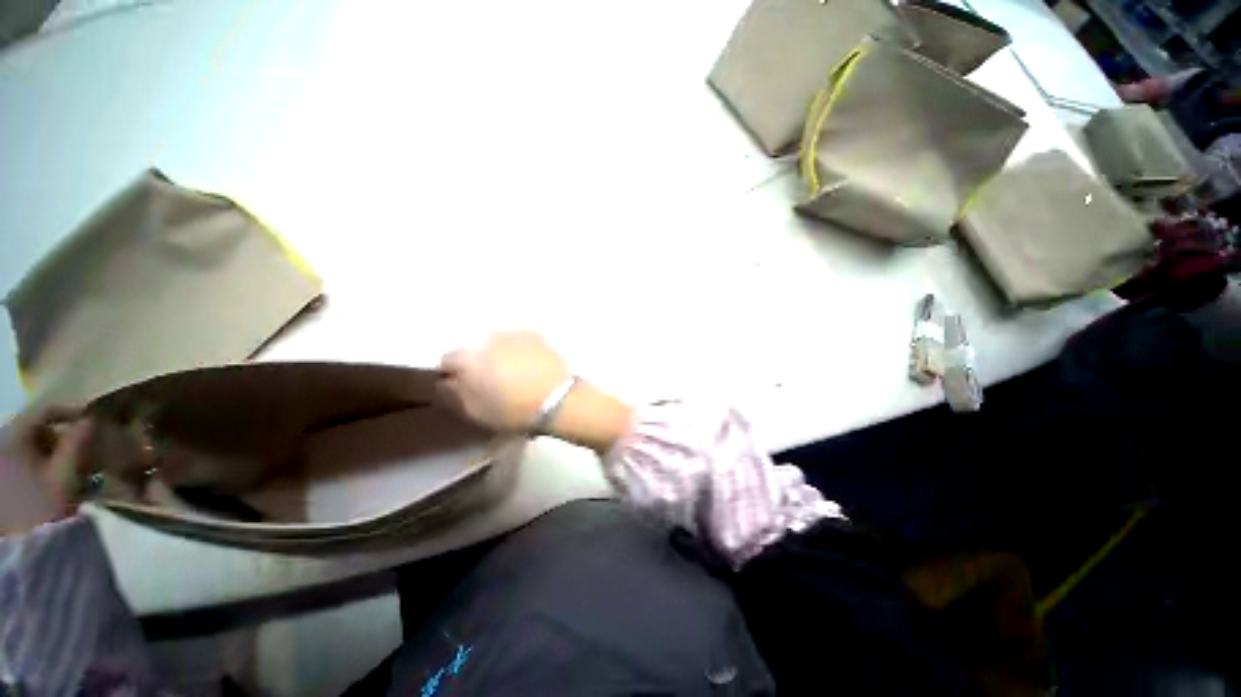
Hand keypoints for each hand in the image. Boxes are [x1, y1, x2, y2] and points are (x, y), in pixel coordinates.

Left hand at [0, 406, 94, 533]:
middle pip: (36, 429)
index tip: (92, 420)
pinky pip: (24, 458)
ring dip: (52, 452)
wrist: (15, 538)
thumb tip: (92, 419)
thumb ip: (76, 444)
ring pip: (30, 445)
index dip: (70, 410)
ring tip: (68, 468)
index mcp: (16, 434)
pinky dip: (40, 464)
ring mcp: (1, 458)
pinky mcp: (3, 473)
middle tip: (82, 451)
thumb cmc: (40, 502)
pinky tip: (50, 479)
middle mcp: (4, 439)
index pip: (45, 409)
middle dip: (61, 438)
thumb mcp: (63, 475)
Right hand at [438, 331, 570, 432]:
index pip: (448, 359)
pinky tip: (530, 364)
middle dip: (480, 362)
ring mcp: (514, 334)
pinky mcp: (536, 335)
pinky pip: (520, 341)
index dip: (453, 373)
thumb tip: (447, 380)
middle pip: (476, 350)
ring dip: (500, 354)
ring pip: (499, 343)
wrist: (557, 400)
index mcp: (469, 358)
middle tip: (493, 380)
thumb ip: (454, 393)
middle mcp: (488, 339)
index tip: (463, 385)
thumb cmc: (513, 410)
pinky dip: (520, 349)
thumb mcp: (475, 411)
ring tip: (515, 372)